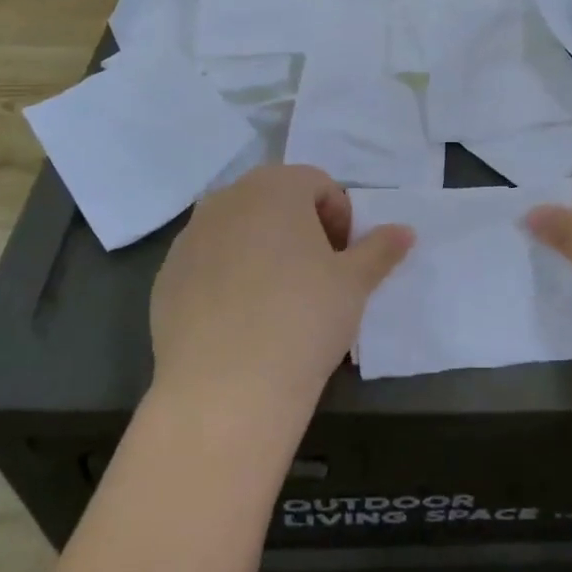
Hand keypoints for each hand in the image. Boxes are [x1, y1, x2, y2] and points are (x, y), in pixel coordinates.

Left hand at [148, 164, 412, 431]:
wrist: (226, 388)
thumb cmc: (304, 319)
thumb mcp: (354, 283)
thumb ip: (381, 249)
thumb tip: (405, 231)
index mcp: (275, 188)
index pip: (318, 183)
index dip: (340, 218)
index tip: (344, 260)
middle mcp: (226, 199)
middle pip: (275, 200)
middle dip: (302, 228)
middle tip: (317, 276)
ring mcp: (190, 236)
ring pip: (239, 229)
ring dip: (263, 248)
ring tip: (278, 299)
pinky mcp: (166, 275)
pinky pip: (209, 261)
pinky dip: (228, 276)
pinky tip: (241, 320)